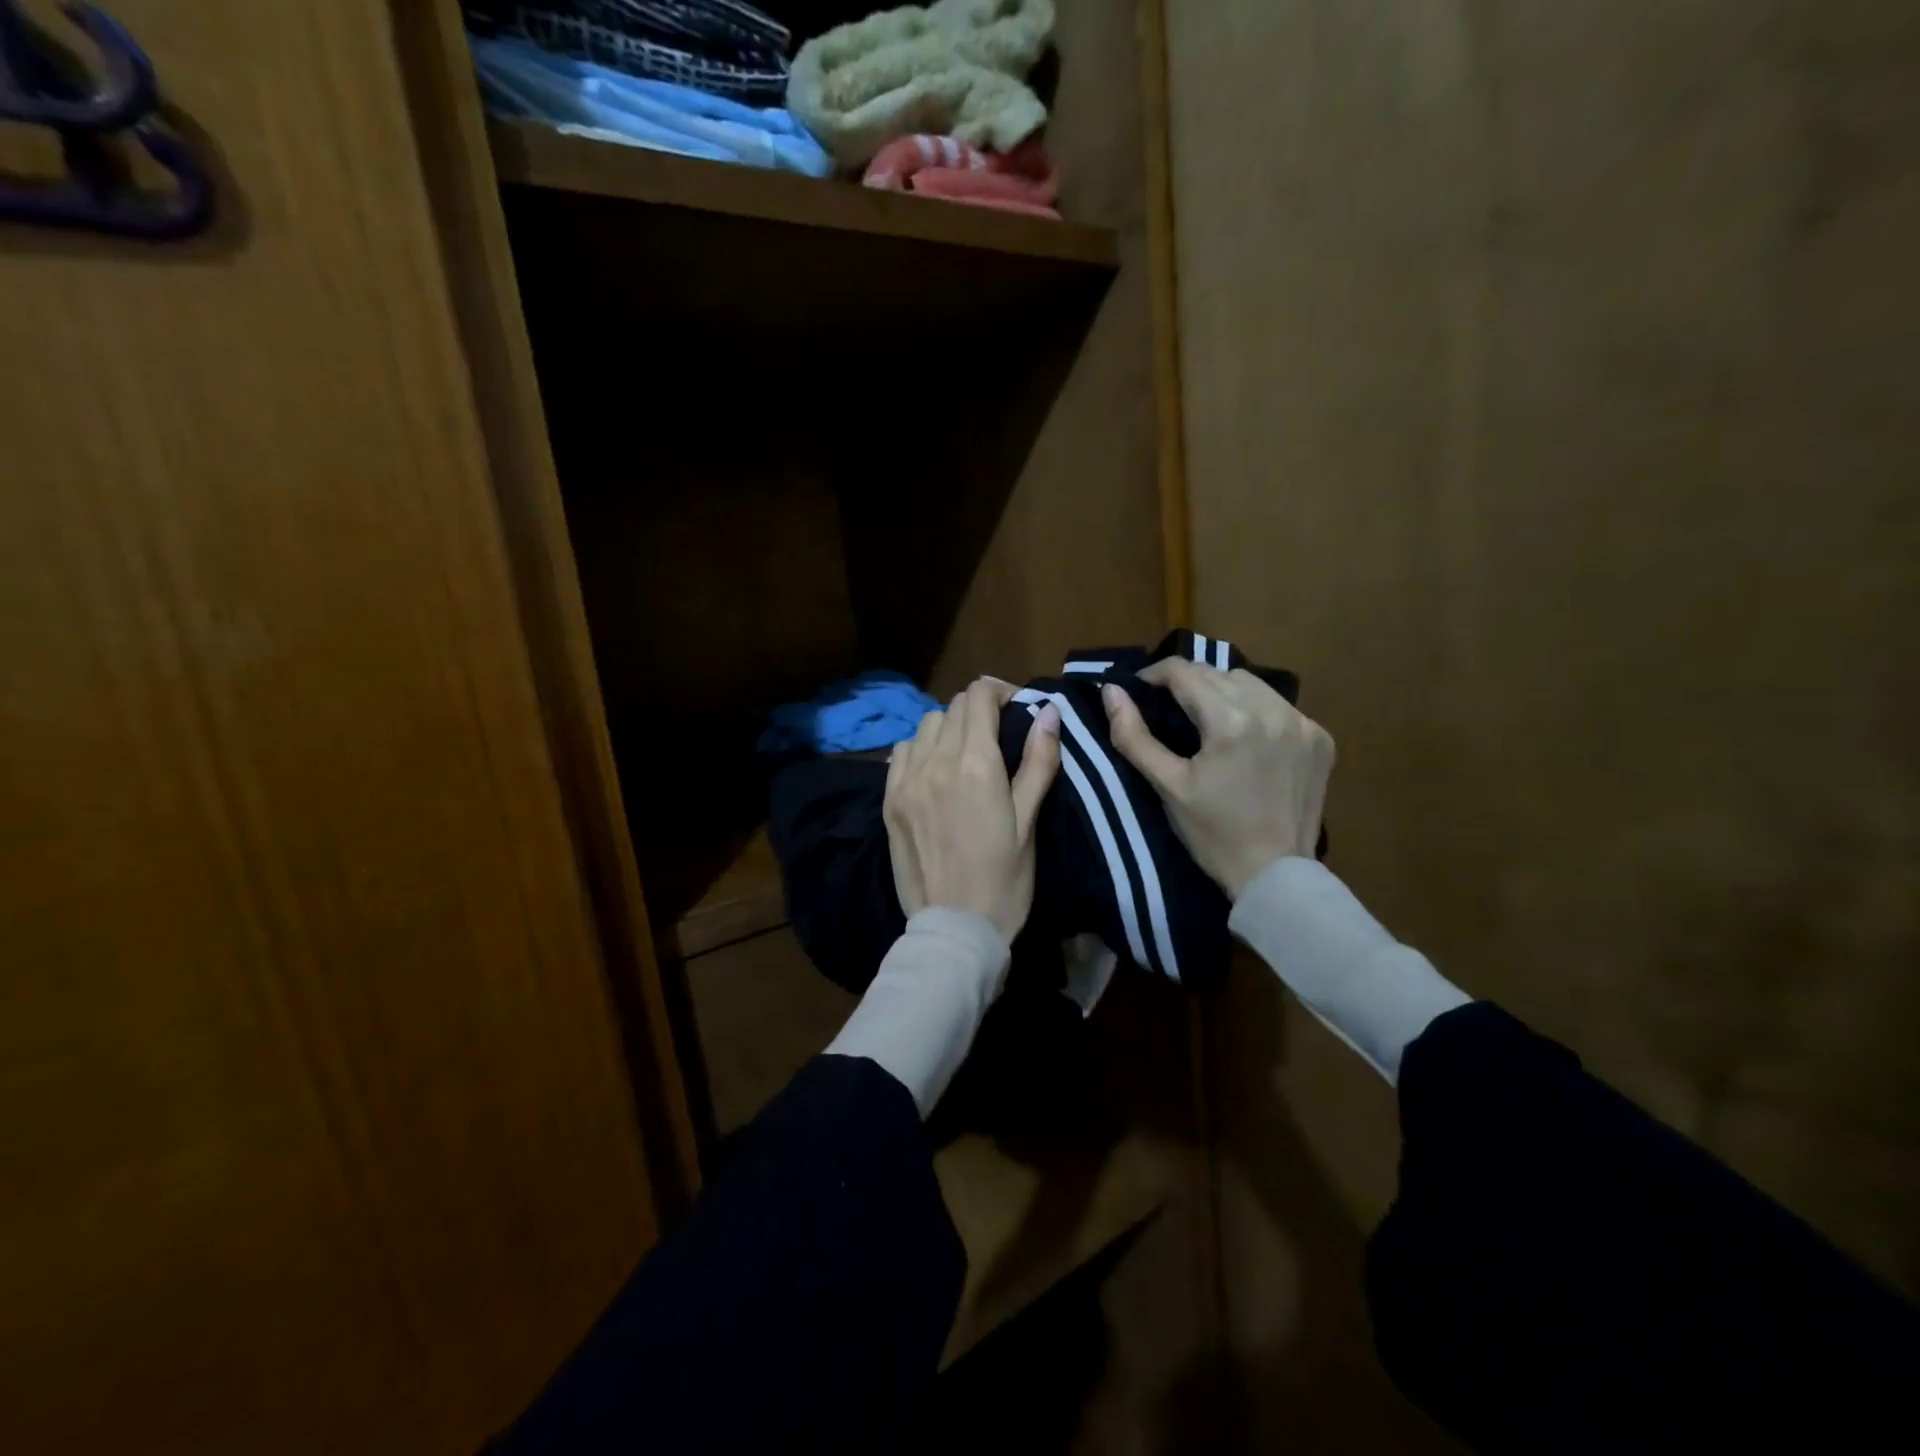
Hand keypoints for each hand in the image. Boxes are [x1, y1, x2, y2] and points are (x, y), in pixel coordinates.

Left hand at [885, 678, 1062, 940]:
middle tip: (997, 734)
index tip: (1016, 709)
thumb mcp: (1030, 822)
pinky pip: (900, 751)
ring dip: (949, 726)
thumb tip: (1048, 711)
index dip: (1000, 691)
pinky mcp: (889, 800)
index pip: (979, 695)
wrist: (955, 927)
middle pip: (953, 706)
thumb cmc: (1005, 879)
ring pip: (926, 725)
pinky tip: (933, 768)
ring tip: (964, 752)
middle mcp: (936, 761)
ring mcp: (906, 780)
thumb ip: (1038, 761)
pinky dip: (920, 748)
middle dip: (978, 709)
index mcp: (976, 764)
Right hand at [1102, 660, 1334, 898]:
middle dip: (1187, 683)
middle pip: (1217, 673)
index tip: (1139, 691)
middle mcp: (1272, 710)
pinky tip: (1245, 737)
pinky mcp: (1320, 737)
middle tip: (1168, 710)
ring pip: (1250, 683)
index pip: (1185, 671)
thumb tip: (1111, 691)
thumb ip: (1134, 736)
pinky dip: (1256, 710)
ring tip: (1206, 719)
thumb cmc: (1213, 834)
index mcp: (1231, 721)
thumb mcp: (1167, 785)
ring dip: (1222, 691)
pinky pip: (1278, 705)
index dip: (1155, 675)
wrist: (1275, 875)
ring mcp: (1302, 723)